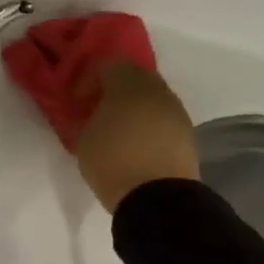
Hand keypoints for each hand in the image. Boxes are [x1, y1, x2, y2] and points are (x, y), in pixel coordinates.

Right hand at [73, 61, 199, 211]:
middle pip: (133, 76)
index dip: (87, 77)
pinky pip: (160, 116)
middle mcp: (157, 91)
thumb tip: (88, 110)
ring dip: (131, 105)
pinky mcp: (186, 133)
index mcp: (128, 85)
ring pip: (150, 96)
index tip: (76, 98)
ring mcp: (176, 112)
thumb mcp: (82, 137)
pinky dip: (146, 121)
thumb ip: (84, 116)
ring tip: (114, 127)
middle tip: (94, 108)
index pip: (107, 64)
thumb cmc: (112, 161)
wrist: (157, 198)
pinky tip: (132, 141)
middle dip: (112, 88)